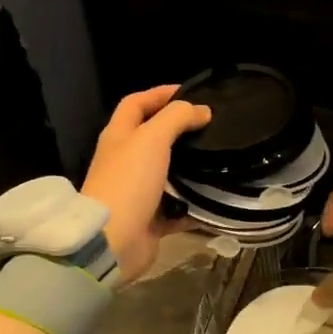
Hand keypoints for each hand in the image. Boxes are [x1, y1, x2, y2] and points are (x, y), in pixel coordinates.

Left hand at [81, 86, 211, 282]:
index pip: (136, 103)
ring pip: (167, 172)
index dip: (160, 93)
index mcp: (119, 137)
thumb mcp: (153, 138)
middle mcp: (125, 161)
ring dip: (190, 167)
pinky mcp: (150, 219)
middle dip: (179, 130)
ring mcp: (136, 191)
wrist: (113, 241)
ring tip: (219, 158)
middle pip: (152, 137)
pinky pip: (177, 208)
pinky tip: (217, 198)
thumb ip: (177, 118)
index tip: (190, 92)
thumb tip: (201, 110)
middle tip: (211, 126)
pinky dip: (195, 204)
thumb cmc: (129, 181)